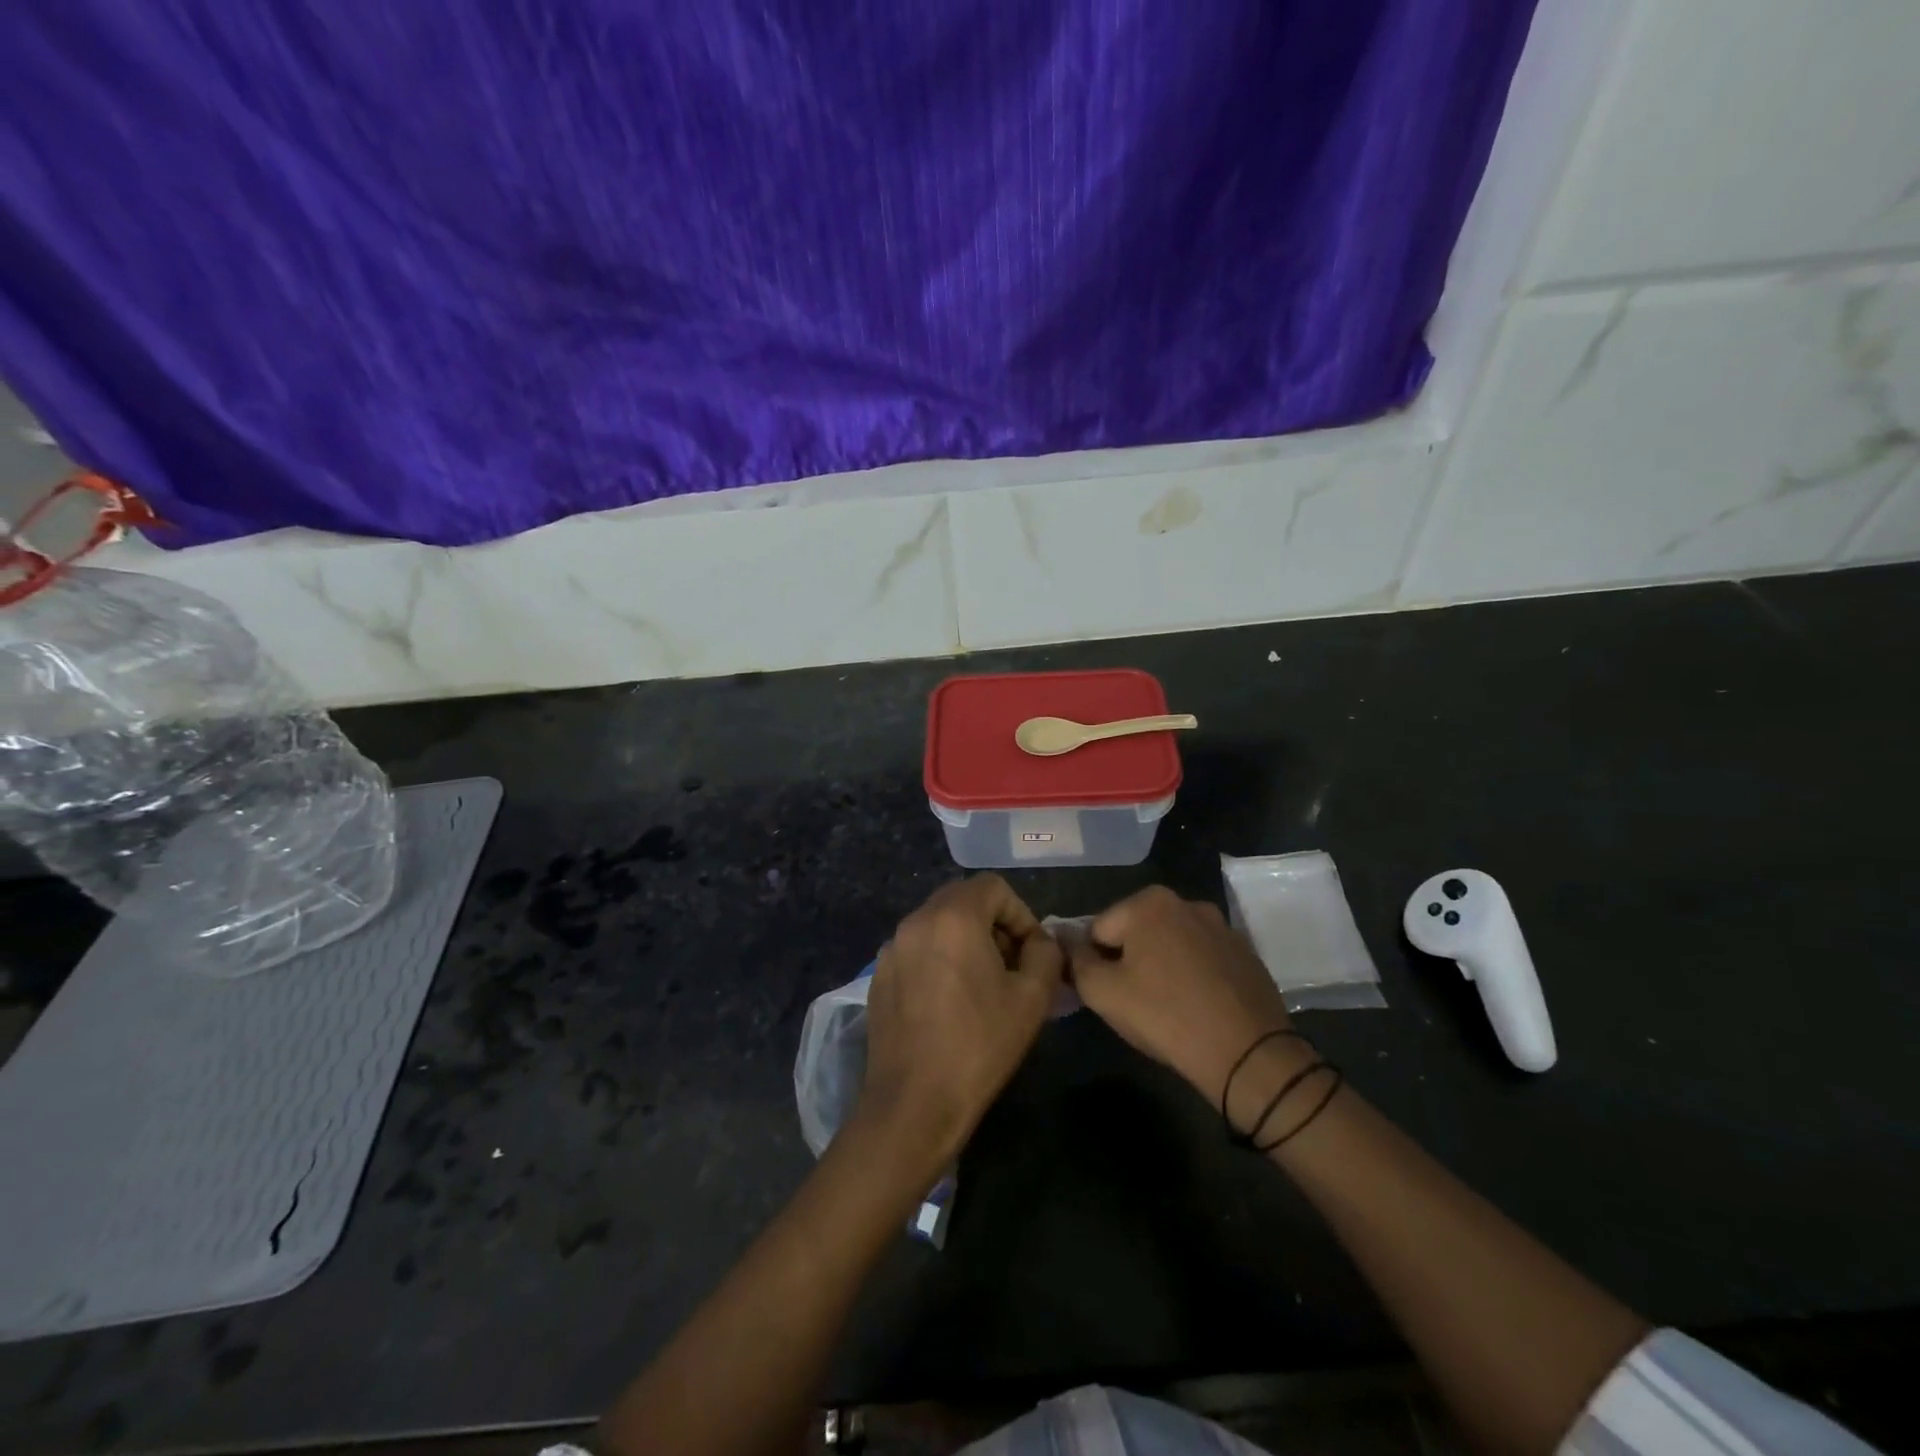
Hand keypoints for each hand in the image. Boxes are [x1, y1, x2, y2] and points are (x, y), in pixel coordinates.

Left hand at [858, 875, 1063, 1165]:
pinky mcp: (879, 976)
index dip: (1020, 914)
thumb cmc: (979, 1044)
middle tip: (1011, 967)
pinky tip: (949, 1004)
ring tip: (982, 986)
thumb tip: (1039, 942)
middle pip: (963, 900)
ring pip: (938, 924)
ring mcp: (891, 948)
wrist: (913, 1102)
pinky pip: (917, 950)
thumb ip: (1046, 954)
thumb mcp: (1033, 998)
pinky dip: (939, 960)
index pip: (993, 887)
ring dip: (966, 941)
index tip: (1031, 953)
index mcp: (953, 917)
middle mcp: (916, 921)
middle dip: (993, 925)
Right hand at [1068, 886, 1304, 1114]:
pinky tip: (1196, 1008)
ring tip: (1166, 1009)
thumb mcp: (1102, 992)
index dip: (1094, 963)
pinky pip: (1202, 960)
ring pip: (1170, 945)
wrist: (1248, 1054)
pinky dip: (1192, 976)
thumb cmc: (1165, 1015)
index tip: (1106, 994)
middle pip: (1135, 932)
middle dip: (1128, 961)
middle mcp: (1186, 902)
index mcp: (1148, 902)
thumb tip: (1064, 939)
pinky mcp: (1245, 953)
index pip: (1098, 929)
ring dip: (1161, 967)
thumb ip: (1075, 960)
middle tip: (1134, 1004)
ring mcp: (1221, 926)